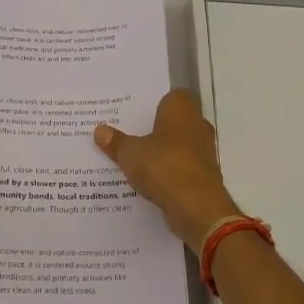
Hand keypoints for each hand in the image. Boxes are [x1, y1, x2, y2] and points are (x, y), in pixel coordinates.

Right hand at [94, 90, 238, 248]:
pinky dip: (169, 172)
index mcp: (181, 109)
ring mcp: (203, 152)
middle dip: (155, 129)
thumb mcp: (130, 153)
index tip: (135, 112)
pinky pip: (182, 167)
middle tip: (129, 134)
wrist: (197, 207)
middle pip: (174, 121)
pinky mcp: (204, 176)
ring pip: (178, 146)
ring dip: (162, 152)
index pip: (172, 95)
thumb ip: (115, 142)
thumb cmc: (164, 166)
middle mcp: (197, 125)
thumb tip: (99, 130)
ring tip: (135, 159)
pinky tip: (149, 181)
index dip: (155, 103)